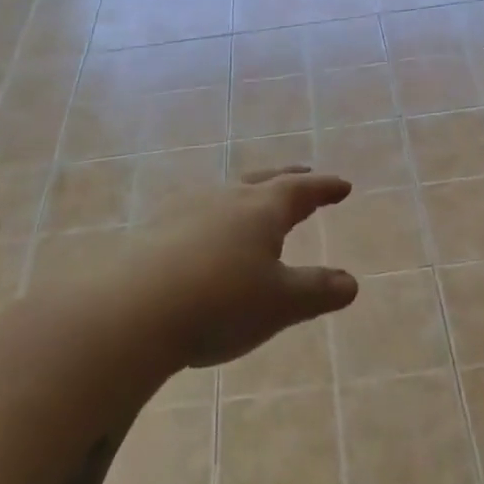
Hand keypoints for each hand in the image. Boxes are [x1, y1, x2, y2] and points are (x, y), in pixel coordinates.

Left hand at [136, 166, 359, 369]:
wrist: (132, 309)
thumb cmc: (221, 302)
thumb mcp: (280, 304)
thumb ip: (317, 291)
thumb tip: (350, 282)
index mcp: (262, 209)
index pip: (301, 190)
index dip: (324, 188)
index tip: (342, 185)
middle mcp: (225, 198)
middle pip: (263, 180)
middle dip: (287, 178)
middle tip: (303, 174)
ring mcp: (186, 209)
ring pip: (227, 193)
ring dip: (247, 194)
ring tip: (254, 204)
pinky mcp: (155, 229)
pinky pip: (197, 212)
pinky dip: (214, 217)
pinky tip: (205, 233)